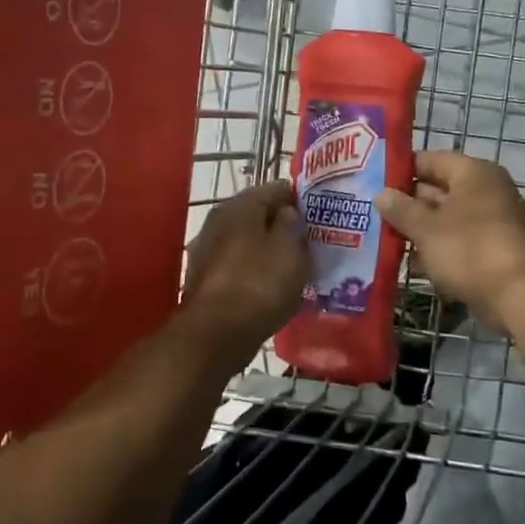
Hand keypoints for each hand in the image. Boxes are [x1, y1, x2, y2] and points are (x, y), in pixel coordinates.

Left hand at [181, 180, 307, 357]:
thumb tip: (286, 213)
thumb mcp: (289, 250)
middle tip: (310, 243)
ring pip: (247, 242)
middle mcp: (218, 221)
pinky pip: (238, 266)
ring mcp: (207, 250)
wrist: (216, 334)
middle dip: (283, 226)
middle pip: (258, 215)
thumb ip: (291, 224)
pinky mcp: (205, 279)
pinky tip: (271, 287)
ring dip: (268, 250)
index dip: (299, 200)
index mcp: (239, 206)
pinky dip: (255, 271)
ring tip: (295, 267)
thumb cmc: (259, 284)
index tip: (319, 216)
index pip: (275, 188)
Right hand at [376, 150, 524, 333]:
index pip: (429, 160)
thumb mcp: (426, 229)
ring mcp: (493, 222)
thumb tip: (381, 194)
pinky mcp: (494, 251)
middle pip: (438, 190)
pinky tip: (412, 263)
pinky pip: (458, 242)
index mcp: (473, 174)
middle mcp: (486, 191)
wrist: (521, 296)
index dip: (400, 170)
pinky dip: (438, 249)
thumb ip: (401, 209)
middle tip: (372, 213)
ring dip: (420, 230)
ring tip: (383, 238)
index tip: (372, 182)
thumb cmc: (470, 250)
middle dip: (407, 204)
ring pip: (447, 219)